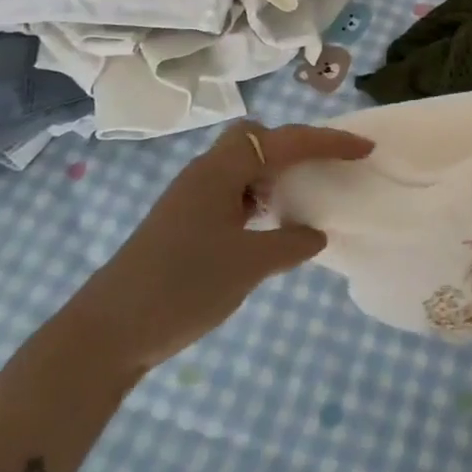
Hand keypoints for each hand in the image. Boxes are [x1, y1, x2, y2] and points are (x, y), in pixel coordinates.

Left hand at [71, 121, 374, 371]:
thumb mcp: (249, 266)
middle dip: (293, 147)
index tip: (365, 149)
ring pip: (241, 165)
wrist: (106, 333)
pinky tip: (265, 228)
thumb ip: (291, 244)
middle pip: (256, 137)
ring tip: (298, 202)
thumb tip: (314, 234)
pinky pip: (230, 191)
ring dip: (273, 174)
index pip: (287, 141)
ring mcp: (190, 196)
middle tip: (319, 170)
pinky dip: (255, 198)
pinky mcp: (182, 220)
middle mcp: (206, 172)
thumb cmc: (183, 287)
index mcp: (223, 170)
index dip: (329, 142)